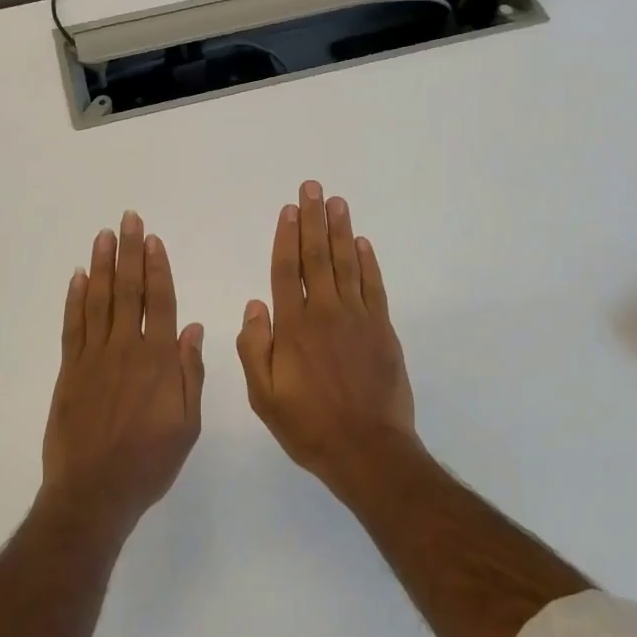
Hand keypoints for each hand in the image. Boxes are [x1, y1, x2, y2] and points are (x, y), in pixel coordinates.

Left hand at [43, 211, 205, 531]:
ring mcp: (93, 357)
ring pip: (98, 301)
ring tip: (103, 236)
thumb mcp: (187, 425)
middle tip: (127, 219)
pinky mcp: (69, 370)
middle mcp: (126, 349)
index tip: (153, 240)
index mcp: (158, 361)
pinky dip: (74, 299)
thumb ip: (189, 374)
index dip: (157, 268)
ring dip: (101, 265)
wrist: (93, 492)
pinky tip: (77, 278)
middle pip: (128, 291)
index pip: (160, 302)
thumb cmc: (148, 462)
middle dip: (128, 252)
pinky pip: (72, 326)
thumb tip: (193, 329)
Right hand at [236, 181, 417, 492]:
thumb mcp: (264, 396)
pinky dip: (368, 262)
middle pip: (317, 256)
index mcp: (294, 326)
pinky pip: (373, 286)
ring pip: (347, 263)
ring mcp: (358, 318)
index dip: (287, 236)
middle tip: (313, 187)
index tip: (289, 209)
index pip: (287, 270)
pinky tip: (363, 243)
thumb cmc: (308, 425)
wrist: (367, 449)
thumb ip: (254, 348)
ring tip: (337, 202)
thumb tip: (255, 305)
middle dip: (314, 219)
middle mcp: (325, 312)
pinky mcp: (382, 330)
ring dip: (341, 231)